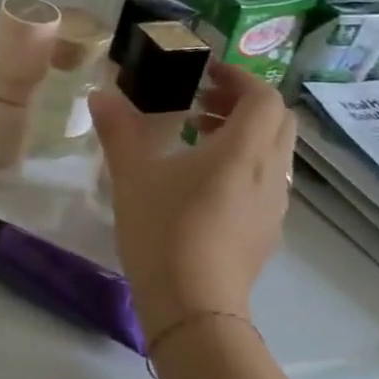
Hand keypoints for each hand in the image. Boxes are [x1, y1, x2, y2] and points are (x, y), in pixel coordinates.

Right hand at [88, 62, 294, 341]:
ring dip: (243, 133)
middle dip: (243, 103)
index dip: (239, 77)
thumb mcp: (132, 174)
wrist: (193, 306)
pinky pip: (266, 181)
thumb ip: (119, 129)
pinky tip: (202, 181)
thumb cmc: (164, 229)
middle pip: (277, 122)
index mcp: (243, 151)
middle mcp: (269, 174)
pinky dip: (243, 164)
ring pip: (274, 153)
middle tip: (201, 100)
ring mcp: (273, 206)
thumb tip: (100, 94)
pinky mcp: (266, 231)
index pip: (264, 98)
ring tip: (196, 136)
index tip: (204, 73)